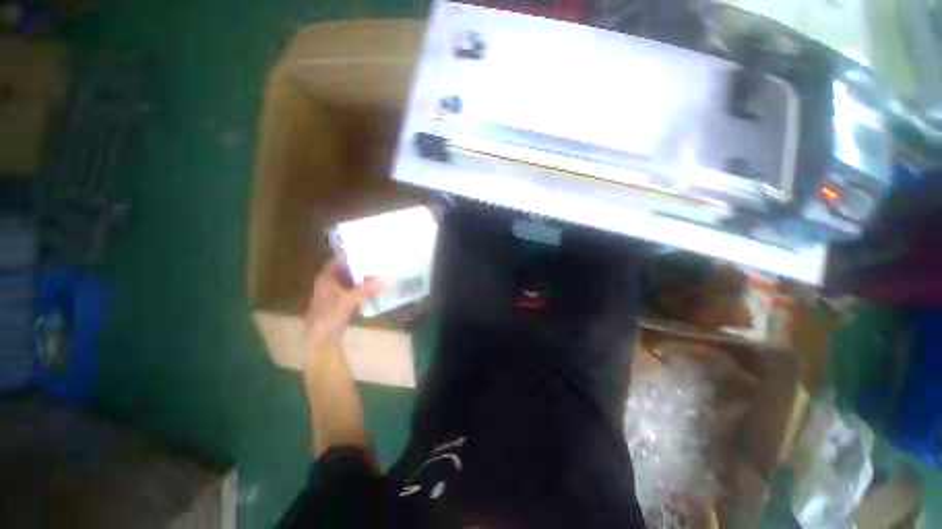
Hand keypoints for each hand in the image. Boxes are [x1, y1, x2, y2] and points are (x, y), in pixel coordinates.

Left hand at [304, 257, 382, 352]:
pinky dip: (365, 287)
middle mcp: (331, 282)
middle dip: (362, 264)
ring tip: (381, 269)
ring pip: (353, 279)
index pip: (339, 259)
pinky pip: (356, 289)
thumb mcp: (347, 301)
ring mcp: (338, 292)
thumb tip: (383, 280)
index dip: (352, 253)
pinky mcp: (344, 301)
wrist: (322, 339)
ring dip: (364, 276)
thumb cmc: (329, 317)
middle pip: (348, 268)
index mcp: (327, 278)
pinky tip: (377, 285)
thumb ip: (364, 290)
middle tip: (379, 258)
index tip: (368, 248)